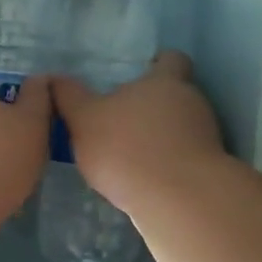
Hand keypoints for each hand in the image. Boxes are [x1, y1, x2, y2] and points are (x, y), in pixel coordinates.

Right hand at [49, 51, 225, 215]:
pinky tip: (144, 180)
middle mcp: (192, 102)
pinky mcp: (208, 170)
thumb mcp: (84, 119)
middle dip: (151, 106)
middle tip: (121, 119)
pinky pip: (184, 158)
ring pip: (180, 128)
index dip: (158, 64)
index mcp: (165, 81)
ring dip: (159, 137)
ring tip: (130, 155)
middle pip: (175, 95)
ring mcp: (206, 137)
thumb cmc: (128, 148)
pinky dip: (167, 164)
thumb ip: (69, 97)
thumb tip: (53, 78)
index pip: (172, 59)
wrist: (179, 201)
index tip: (141, 73)